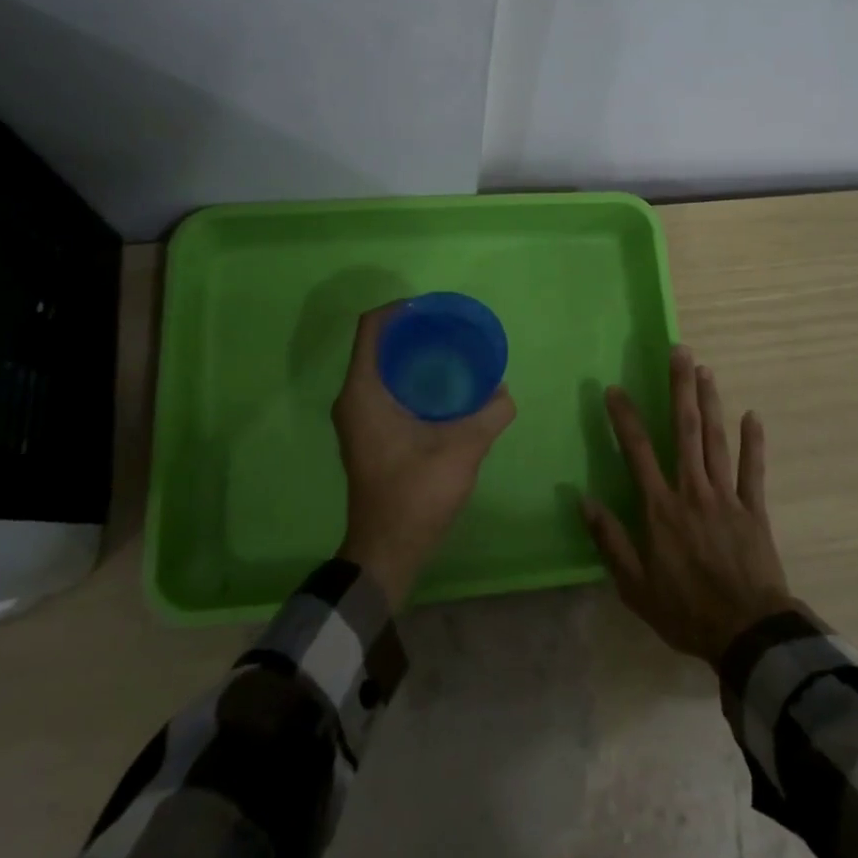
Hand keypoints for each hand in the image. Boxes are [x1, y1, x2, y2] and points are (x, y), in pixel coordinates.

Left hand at [332, 303, 516, 605]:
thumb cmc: (415, 494)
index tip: (433, 308)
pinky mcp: (367, 434)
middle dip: (412, 331)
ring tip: (452, 352)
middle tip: (451, 329)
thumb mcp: (462, 450)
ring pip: (381, 368)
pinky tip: (443, 389)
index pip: (371, 328)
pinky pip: (385, 389)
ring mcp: (357, 418)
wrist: (387, 550)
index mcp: (363, 392)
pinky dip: (410, 379)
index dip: (399, 309)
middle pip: (377, 345)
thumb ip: (489, 415)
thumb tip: (504, 392)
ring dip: (412, 356)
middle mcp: (352, 399)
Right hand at [580, 346, 796, 664]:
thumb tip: (582, 501)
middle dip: (680, 389)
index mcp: (661, 509)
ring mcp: (726, 497)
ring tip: (705, 370)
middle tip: (680, 352)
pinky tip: (753, 415)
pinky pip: (753, 470)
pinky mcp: (754, 509)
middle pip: (685, 430)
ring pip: (716, 440)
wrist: (747, 634)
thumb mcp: (635, 586)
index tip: (615, 389)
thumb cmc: (685, 611)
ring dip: (710, 403)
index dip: (625, 418)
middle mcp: (692, 491)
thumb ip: (609, 541)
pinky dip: (753, 442)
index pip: (638, 452)